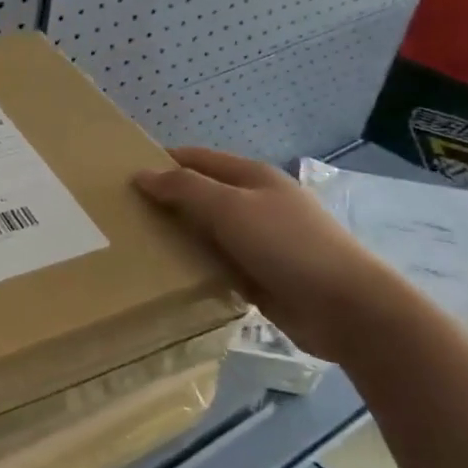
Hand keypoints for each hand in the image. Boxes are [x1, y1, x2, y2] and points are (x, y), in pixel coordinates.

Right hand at [134, 148, 407, 362]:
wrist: (347, 308)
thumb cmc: (287, 245)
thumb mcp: (230, 207)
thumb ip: (184, 188)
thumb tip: (141, 174)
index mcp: (251, 176)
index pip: (194, 158)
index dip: (160, 163)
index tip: (121, 178)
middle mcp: (254, 202)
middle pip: (199, 194)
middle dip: (164, 201)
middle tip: (122, 215)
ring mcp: (259, 239)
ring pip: (206, 230)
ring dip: (178, 236)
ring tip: (135, 245)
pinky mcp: (260, 274)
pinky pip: (217, 262)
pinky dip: (195, 265)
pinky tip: (169, 274)